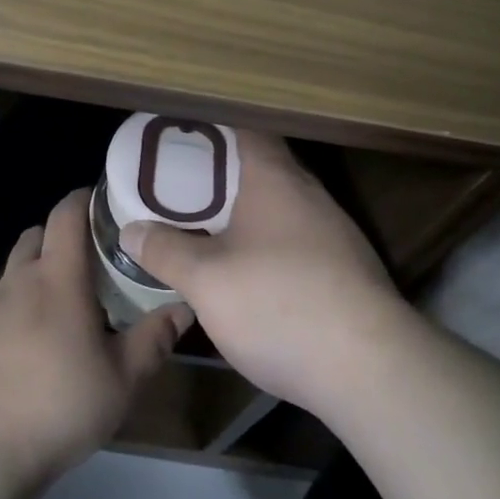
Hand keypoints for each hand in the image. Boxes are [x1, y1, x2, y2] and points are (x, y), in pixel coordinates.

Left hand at [0, 188, 191, 489]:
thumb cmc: (59, 405)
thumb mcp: (122, 379)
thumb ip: (154, 339)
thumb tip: (185, 307)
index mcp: (58, 279)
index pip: (66, 215)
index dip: (83, 199)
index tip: (103, 200)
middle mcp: (18, 282)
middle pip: (36, 236)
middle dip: (60, 235)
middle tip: (90, 259)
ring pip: (15, 272)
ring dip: (37, 274)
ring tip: (62, 306)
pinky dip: (16, 310)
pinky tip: (29, 347)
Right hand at [119, 130, 415, 416]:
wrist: (368, 367)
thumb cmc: (277, 303)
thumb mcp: (206, 280)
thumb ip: (165, 251)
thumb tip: (130, 231)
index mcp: (276, 179)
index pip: (246, 131)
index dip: (213, 130)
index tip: (180, 140)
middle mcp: (311, 195)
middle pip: (264, 168)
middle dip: (224, 175)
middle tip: (182, 187)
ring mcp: (335, 232)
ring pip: (283, 207)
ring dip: (249, 213)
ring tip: (210, 227)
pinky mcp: (348, 270)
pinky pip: (299, 240)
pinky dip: (271, 243)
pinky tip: (252, 273)